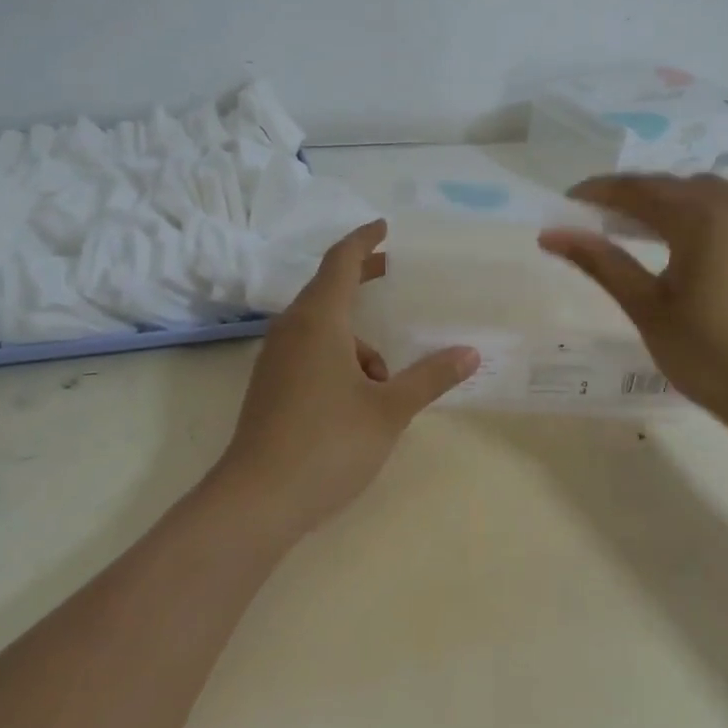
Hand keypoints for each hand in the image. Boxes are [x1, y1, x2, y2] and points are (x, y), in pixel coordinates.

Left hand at [216, 219, 479, 539]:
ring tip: (387, 379)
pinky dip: (338, 356)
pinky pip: (309, 350)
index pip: (341, 261)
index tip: (385, 227)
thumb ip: (429, 377)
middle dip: (362, 279)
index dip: (364, 240)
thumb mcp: (389, 410)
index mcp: (318, 320)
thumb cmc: (328, 444)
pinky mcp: (270, 385)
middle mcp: (292, 329)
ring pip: (321, 327)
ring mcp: (275, 358)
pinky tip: (359, 397)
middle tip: (394, 274)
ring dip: (356, 337)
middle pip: (328, 288)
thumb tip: (470, 353)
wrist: (257, 500)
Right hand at [538, 173, 727, 437]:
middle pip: (673, 186)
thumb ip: (601, 262)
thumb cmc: (710, 356)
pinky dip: (704, 213)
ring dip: (670, 201)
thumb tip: (552, 234)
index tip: (567, 203)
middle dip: (633, 196)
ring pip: (707, 193)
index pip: (638, 189)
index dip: (598, 192)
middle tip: (599, 220)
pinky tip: (692, 241)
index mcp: (702, 216)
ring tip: (642, 230)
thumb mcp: (647, 308)